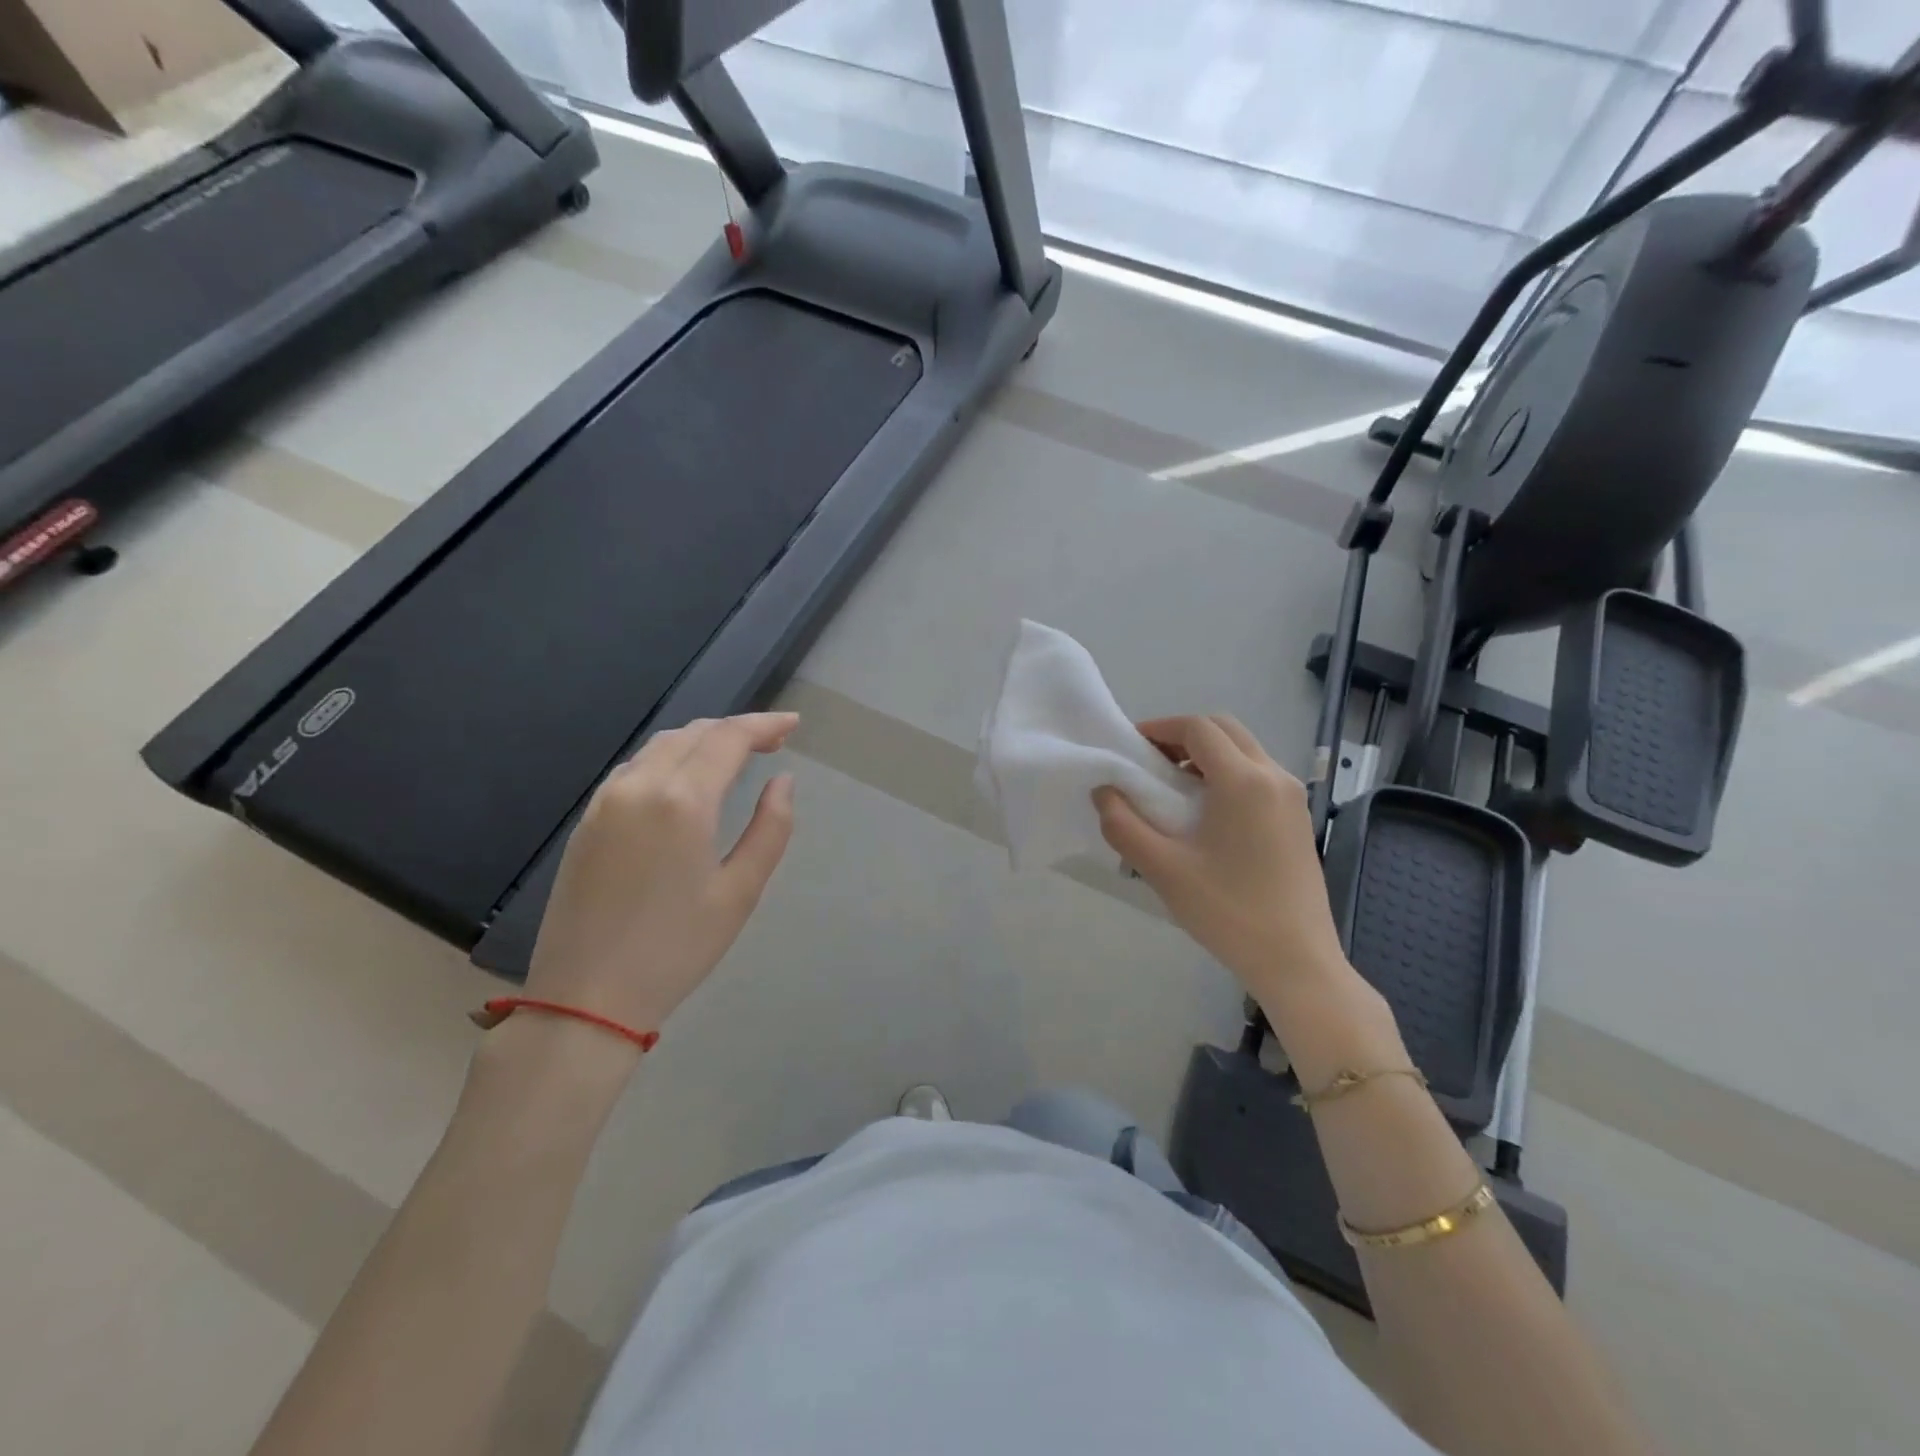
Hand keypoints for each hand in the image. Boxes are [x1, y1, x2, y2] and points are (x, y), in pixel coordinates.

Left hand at [525, 713, 797, 1036]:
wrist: (585, 998)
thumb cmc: (676, 948)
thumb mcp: (740, 892)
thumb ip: (770, 828)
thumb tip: (783, 781)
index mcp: (682, 801)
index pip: (728, 738)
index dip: (764, 724)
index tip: (793, 724)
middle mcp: (639, 786)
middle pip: (693, 733)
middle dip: (736, 729)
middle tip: (772, 743)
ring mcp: (606, 800)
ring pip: (660, 746)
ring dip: (701, 740)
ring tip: (735, 758)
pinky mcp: (587, 820)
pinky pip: (635, 768)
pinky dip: (670, 759)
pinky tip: (686, 781)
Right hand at [1093, 714, 1354, 1012]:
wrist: (1296, 960)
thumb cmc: (1227, 911)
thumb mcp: (1163, 869)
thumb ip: (1123, 825)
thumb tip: (1104, 792)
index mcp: (1243, 780)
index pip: (1198, 728)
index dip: (1160, 728)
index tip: (1131, 747)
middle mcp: (1274, 776)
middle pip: (1225, 729)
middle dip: (1184, 736)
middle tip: (1151, 763)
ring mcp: (1293, 798)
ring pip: (1245, 751)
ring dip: (1207, 755)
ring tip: (1174, 789)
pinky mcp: (1299, 819)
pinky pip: (1259, 775)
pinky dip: (1228, 774)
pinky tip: (1207, 814)